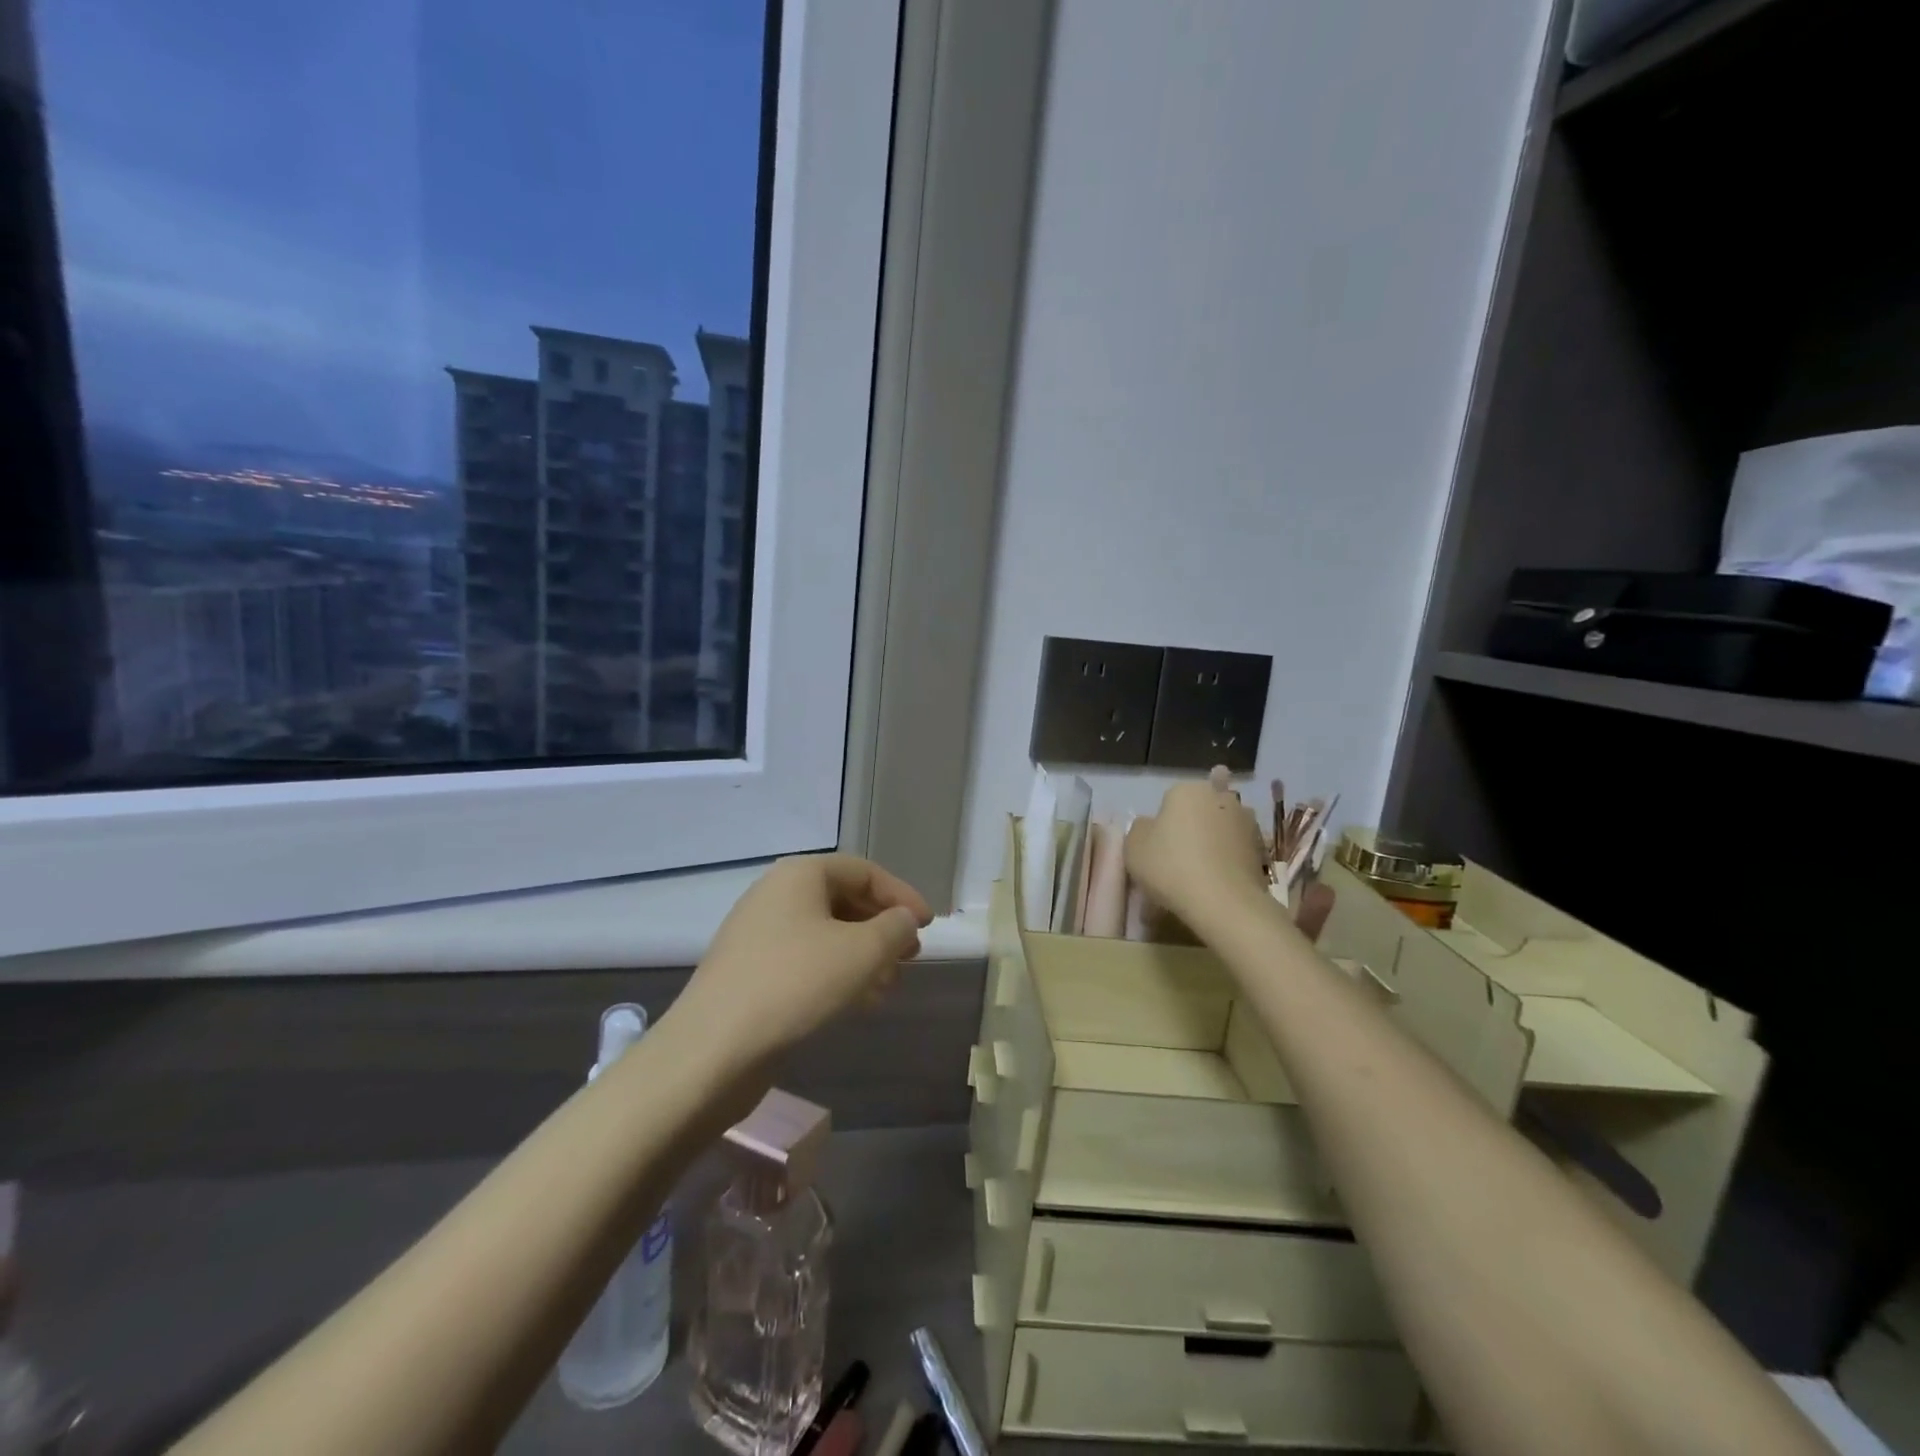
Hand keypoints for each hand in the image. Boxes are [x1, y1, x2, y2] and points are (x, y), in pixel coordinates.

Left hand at [673, 854, 933, 1067]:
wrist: (712, 1050)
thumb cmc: (796, 985)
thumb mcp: (862, 952)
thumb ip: (895, 928)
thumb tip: (903, 920)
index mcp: (800, 875)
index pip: (864, 871)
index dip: (901, 895)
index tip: (928, 926)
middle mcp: (776, 895)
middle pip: (844, 900)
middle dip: (882, 928)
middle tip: (910, 956)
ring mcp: (758, 934)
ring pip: (826, 935)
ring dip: (863, 956)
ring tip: (888, 986)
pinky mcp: (750, 972)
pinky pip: (805, 960)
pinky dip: (836, 974)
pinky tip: (856, 1003)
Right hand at [1126, 777, 1269, 926]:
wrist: (1223, 902)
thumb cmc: (1170, 866)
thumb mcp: (1133, 846)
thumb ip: (1140, 828)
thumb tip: (1152, 825)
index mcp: (1187, 790)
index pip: (1171, 799)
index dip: (1164, 822)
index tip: (1160, 845)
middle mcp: (1220, 798)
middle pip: (1201, 809)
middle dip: (1194, 825)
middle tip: (1181, 855)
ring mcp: (1246, 823)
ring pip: (1222, 829)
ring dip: (1214, 842)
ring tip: (1201, 873)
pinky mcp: (1262, 850)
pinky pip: (1235, 852)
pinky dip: (1227, 862)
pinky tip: (1216, 883)